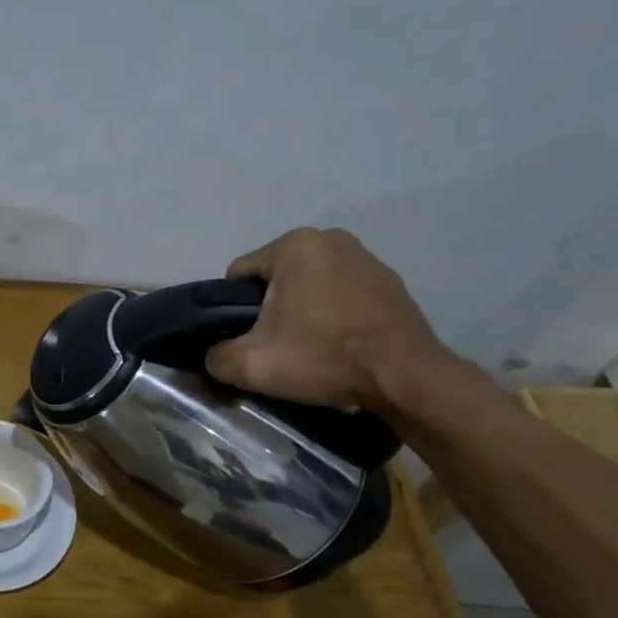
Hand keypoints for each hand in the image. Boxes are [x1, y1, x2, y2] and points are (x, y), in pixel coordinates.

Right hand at [203, 228, 450, 410]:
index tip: (248, 340)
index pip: (238, 276)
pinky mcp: (389, 280)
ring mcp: (365, 256)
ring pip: (308, 284)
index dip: (232, 311)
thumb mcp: (251, 365)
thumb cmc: (324, 358)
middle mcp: (330, 239)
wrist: (406, 378)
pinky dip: (332, 311)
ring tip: (310, 346)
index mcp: (294, 246)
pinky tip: (339, 341)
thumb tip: (211, 356)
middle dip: (269, 308)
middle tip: (278, 346)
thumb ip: (215, 357)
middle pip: (274, 278)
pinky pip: (340, 292)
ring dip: (301, 309)